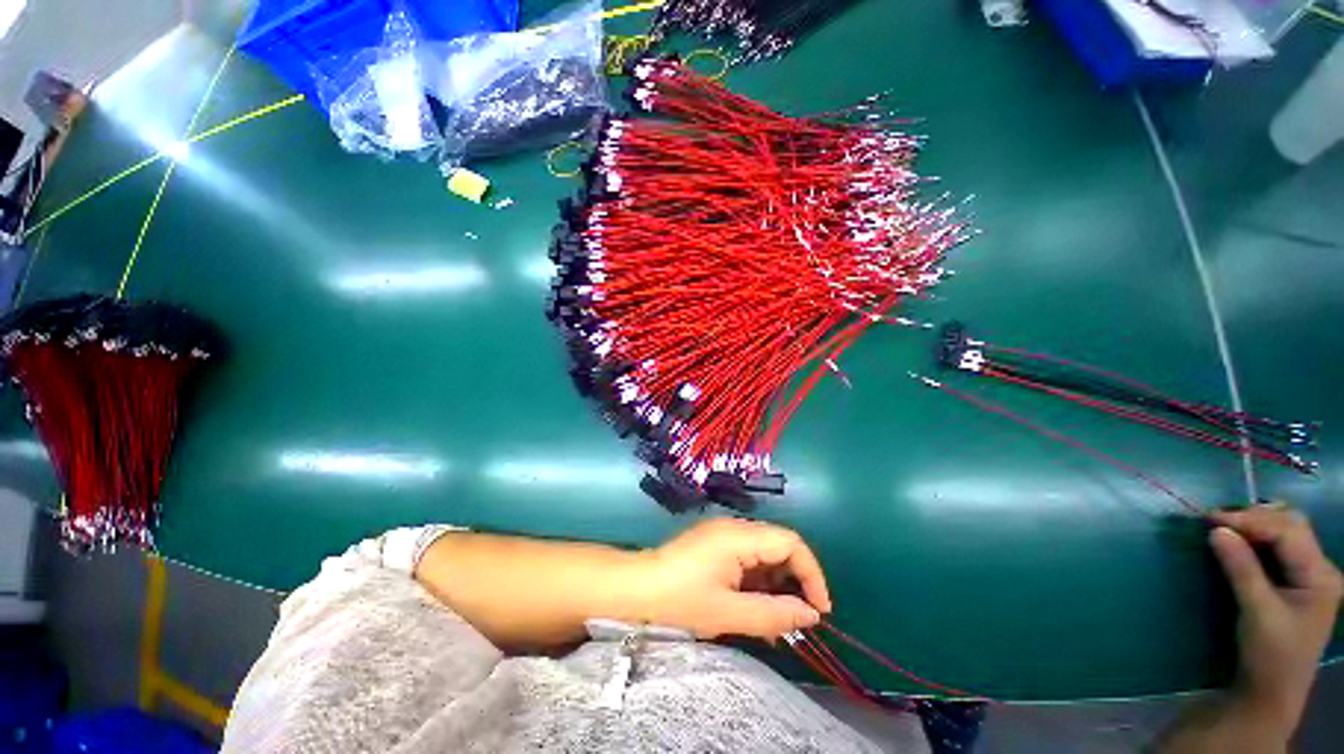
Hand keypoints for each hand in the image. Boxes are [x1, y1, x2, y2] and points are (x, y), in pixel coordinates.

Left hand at [632, 518, 831, 639]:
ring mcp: (723, 535)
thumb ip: (773, 614)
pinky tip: (756, 610)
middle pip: (780, 546)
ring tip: (778, 622)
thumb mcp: (728, 613)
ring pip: (765, 555)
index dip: (812, 574)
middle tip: (798, 619)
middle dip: (795, 581)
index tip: (819, 610)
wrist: (635, 589)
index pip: (791, 542)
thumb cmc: (679, 600)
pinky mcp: (715, 545)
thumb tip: (811, 616)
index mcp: (739, 536)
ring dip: (777, 586)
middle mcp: (735, 528)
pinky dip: (758, 584)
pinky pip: (748, 560)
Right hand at [1209, 504, 1342, 733]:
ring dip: (1256, 525)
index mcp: (1320, 576)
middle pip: (1292, 526)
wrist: (1271, 692)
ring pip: (1286, 532)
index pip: (1288, 532)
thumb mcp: (1257, 613)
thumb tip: (1216, 530)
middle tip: (1218, 520)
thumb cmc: (1269, 655)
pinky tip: (1239, 541)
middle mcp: (1321, 568)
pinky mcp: (1296, 580)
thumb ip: (1241, 569)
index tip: (1210, 518)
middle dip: (1256, 517)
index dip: (1251, 520)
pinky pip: (1279, 547)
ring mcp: (1310, 575)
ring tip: (1225, 527)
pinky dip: (1257, 538)